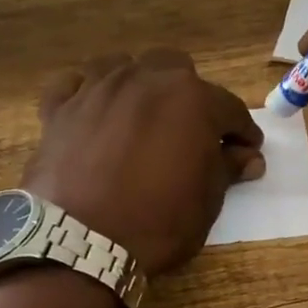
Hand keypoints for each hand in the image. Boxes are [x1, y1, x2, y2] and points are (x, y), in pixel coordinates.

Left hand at [24, 48, 264, 275]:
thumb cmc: (157, 221)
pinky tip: (92, 110)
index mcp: (191, 98)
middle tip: (189, 131)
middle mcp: (145, 79)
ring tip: (141, 115)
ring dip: (139, 85)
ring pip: (124, 66)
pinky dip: (86, 92)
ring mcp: (97, 89)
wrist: (81, 241)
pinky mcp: (59, 108)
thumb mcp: (207, 200)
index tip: (246, 150)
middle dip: (188, 95)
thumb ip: (227, 168)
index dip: (241, 132)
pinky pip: (74, 84)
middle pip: (174, 69)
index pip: (229, 108)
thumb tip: (248, 156)